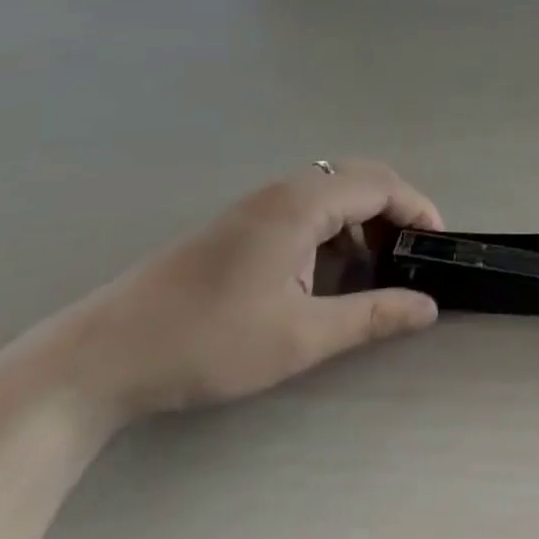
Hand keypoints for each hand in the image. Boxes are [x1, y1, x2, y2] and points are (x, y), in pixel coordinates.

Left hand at [42, 161, 443, 424]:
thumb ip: (372, 316)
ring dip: (363, 221)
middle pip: (359, 180)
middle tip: (410, 257)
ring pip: (332, 193)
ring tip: (374, 270)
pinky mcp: (239, 226)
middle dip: (395, 212)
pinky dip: (333, 230)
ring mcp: (257, 206)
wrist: (100, 358)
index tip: (438, 247)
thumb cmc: (208, 341)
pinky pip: (306, 209)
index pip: (381, 185)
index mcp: (302, 204)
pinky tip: (326, 275)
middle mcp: (283, 191)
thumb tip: (429, 308)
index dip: (418, 209)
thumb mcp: (300, 337)